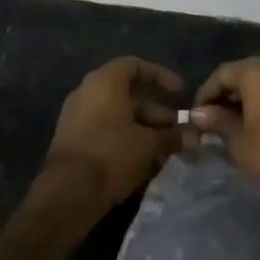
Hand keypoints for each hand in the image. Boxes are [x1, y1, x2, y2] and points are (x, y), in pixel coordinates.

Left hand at [43, 56, 182, 215]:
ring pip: (117, 115)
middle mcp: (87, 92)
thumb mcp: (148, 144)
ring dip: (143, 128)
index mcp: (105, 82)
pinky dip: (125, 138)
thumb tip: (192, 136)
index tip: (180, 93)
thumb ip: (171, 136)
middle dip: (156, 112)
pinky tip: (143, 160)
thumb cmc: (111, 154)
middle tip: (177, 130)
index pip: (136, 66)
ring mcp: (76, 116)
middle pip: (128, 94)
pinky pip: (104, 130)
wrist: (67, 193)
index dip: (161, 76)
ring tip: (165, 149)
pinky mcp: (72, 140)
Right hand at [190, 58, 259, 202]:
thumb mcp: (238, 141)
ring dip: (249, 100)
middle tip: (214, 122)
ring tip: (236, 126)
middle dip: (228, 96)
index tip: (197, 117)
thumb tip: (199, 113)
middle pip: (245, 74)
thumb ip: (217, 121)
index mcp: (258, 71)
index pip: (222, 74)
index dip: (206, 94)